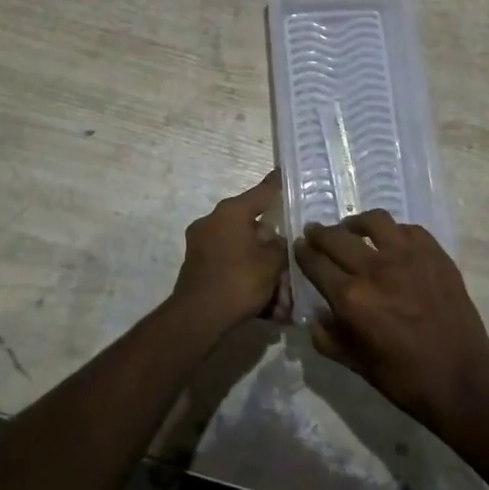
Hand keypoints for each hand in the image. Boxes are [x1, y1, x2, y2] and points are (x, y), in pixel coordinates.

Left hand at [171, 172, 289, 329]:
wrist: (198, 318)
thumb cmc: (239, 280)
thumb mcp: (272, 262)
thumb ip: (281, 246)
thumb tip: (278, 241)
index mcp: (231, 212)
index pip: (262, 192)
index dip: (277, 184)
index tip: (284, 171)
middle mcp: (213, 221)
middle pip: (253, 228)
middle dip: (273, 249)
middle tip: (290, 265)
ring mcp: (202, 245)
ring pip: (243, 252)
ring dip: (262, 270)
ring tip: (282, 299)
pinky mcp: (198, 268)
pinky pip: (231, 267)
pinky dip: (247, 280)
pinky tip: (267, 307)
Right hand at [294, 212, 488, 430]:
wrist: (462, 379)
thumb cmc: (405, 379)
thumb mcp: (357, 365)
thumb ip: (328, 338)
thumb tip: (315, 316)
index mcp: (351, 298)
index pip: (316, 263)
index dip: (303, 252)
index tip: (299, 246)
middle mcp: (375, 269)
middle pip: (337, 237)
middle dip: (320, 233)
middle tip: (315, 232)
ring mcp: (408, 256)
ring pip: (374, 221)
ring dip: (356, 223)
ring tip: (353, 228)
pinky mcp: (434, 253)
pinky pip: (408, 229)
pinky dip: (394, 232)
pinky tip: (392, 241)